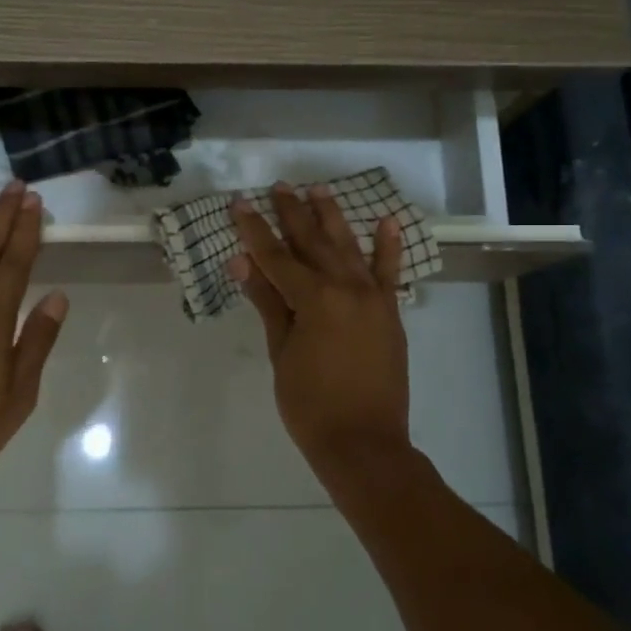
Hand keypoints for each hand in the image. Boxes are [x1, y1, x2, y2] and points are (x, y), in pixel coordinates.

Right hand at [231, 183, 412, 475]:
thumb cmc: (309, 404)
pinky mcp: (390, 313)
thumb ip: (267, 302)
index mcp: (314, 299)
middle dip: (293, 213)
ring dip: (332, 217)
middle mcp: (346, 288)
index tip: (240, 203)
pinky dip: (388, 247)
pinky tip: (387, 221)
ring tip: (319, 189)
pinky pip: (389, 273)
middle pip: (313, 243)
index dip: (255, 229)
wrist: (364, 443)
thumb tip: (243, 262)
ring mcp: (373, 299)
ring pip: (349, 248)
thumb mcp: (280, 352)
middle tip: (279, 186)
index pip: (276, 256)